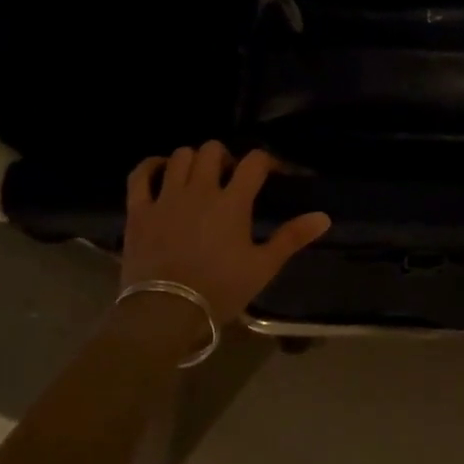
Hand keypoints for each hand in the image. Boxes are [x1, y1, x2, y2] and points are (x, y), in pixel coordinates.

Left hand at [121, 143, 329, 324]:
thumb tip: (324, 217)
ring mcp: (166, 197)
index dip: (266, 161)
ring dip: (193, 160)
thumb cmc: (219, 290)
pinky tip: (160, 170)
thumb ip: (292, 237)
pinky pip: (140, 174)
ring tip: (199, 177)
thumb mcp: (262, 267)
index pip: (254, 162)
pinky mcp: (139, 210)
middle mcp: (200, 190)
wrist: (165, 312)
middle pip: (213, 150)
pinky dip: (150, 166)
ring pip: (180, 156)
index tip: (272, 173)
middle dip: (225, 157)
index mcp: (233, 202)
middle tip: (230, 177)